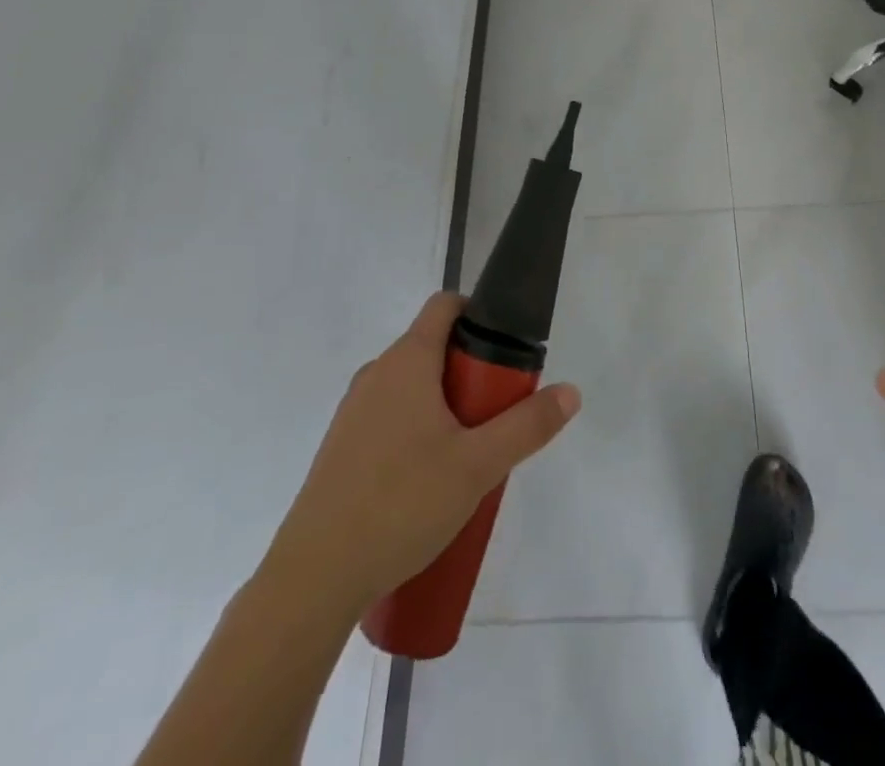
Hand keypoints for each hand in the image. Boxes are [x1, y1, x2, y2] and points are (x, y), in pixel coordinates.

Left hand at [259, 292, 580, 615]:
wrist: (313, 579)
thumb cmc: (401, 504)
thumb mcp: (479, 465)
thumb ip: (528, 426)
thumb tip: (570, 391)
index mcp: (407, 360)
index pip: (445, 305)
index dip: (479, 313)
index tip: (506, 350)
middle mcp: (376, 374)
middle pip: (434, 348)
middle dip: (471, 372)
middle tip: (497, 414)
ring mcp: (354, 412)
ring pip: (413, 387)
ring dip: (446, 405)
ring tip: (469, 455)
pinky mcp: (342, 448)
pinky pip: (391, 418)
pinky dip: (418, 431)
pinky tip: (429, 484)